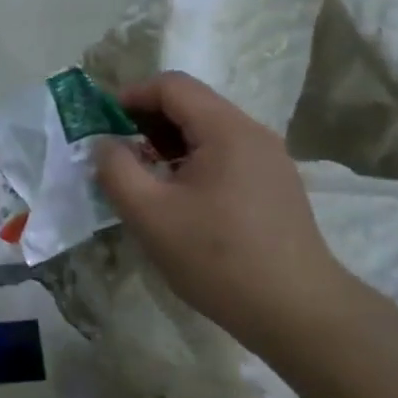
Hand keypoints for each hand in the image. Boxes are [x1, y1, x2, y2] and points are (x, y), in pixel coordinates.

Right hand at [95, 72, 349, 354]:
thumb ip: (116, 170)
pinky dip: (192, 163)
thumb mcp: (150, 215)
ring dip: (168, 144)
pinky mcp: (275, 187)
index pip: (172, 86)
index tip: (101, 122)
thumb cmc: (217, 258)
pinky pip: (225, 157)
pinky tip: (178, 199)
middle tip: (115, 152)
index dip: (131, 95)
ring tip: (142, 177)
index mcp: (226, 130)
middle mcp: (253, 134)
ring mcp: (270, 161)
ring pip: (208, 133)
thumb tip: (104, 144)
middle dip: (147, 121)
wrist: (296, 311)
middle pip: (192, 105)